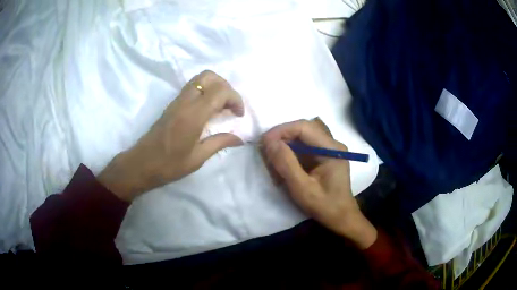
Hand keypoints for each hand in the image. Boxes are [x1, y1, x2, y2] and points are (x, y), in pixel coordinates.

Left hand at [98, 71, 244, 201]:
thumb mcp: (197, 158)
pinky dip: (205, 90)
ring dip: (215, 86)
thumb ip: (219, 143)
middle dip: (226, 87)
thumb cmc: (169, 165)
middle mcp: (185, 102)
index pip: (220, 91)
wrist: (141, 164)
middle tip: (230, 106)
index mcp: (193, 115)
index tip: (238, 115)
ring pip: (200, 78)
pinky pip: (192, 87)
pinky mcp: (172, 104)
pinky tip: (208, 109)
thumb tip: (239, 138)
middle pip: (209, 76)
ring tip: (221, 106)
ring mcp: (177, 100)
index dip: (235, 99)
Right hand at [261, 119, 376, 248]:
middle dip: (282, 137)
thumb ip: (286, 164)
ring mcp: (328, 148)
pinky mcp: (323, 155)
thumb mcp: (303, 189)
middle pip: (303, 129)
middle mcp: (332, 143)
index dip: (282, 130)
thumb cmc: (325, 206)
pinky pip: (303, 146)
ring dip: (285, 145)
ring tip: (273, 160)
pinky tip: (283, 166)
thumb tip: (270, 142)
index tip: (264, 142)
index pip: (304, 127)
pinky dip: (290, 153)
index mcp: (332, 149)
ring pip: (301, 137)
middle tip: (266, 151)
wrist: (341, 218)